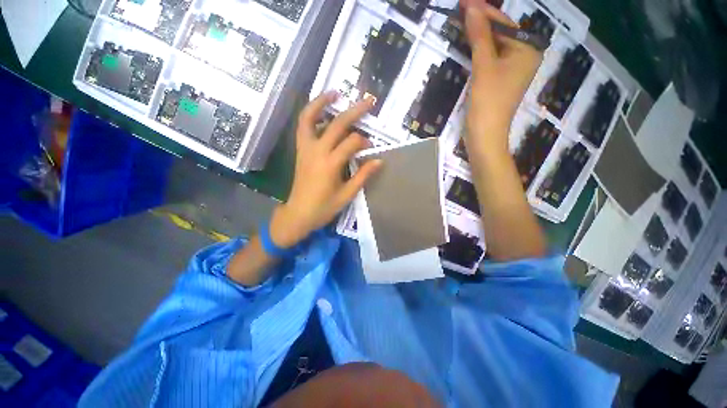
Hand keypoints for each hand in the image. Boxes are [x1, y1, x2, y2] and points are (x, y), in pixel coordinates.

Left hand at [269, 92, 381, 247]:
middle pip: (337, 124)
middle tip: (368, 101)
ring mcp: (305, 148)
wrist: (298, 213)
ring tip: (335, 93)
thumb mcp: (347, 194)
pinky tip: (320, 111)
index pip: (352, 142)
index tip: (370, 148)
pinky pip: (303, 126)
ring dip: (322, 102)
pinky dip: (310, 114)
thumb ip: (363, 175)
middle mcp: (317, 150)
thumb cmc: (324, 207)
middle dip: (355, 111)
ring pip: (310, 117)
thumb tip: (378, 160)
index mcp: (331, 164)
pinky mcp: (300, 149)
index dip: (364, 142)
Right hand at [462, 0, 542, 152]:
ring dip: (478, 35)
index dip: (483, 11)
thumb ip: (480, 36)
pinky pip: (490, 58)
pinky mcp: (500, 80)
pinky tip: (468, 43)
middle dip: (480, 21)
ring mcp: (512, 69)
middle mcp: (524, 56)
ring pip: (494, 45)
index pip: (504, 23)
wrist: (485, 136)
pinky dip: (478, 50)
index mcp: (528, 50)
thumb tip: (472, 8)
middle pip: (500, 33)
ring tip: (462, 21)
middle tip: (461, 9)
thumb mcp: (484, 67)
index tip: (465, 0)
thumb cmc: (488, 102)